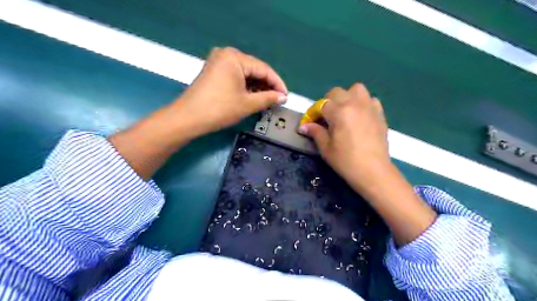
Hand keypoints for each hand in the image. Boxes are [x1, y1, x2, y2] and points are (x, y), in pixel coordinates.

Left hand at [174, 47, 286, 135]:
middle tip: (278, 100)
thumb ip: (268, 98)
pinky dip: (246, 87)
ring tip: (268, 100)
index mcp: (235, 57)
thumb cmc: (219, 109)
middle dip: (267, 85)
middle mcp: (226, 54)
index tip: (286, 97)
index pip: (264, 69)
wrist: (188, 119)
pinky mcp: (214, 71)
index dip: (277, 84)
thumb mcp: (247, 104)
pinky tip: (254, 96)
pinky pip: (235, 76)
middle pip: (254, 70)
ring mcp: (218, 62)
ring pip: (245, 74)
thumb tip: (283, 97)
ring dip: (257, 87)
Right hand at [298, 83, 391, 191]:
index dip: (313, 113)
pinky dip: (363, 103)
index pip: (321, 105)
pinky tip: (360, 116)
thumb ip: (315, 132)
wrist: (373, 171)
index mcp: (339, 112)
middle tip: (326, 117)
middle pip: (337, 92)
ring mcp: (369, 107)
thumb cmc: (346, 161)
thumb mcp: (326, 148)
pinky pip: (370, 99)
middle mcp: (354, 104)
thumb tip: (303, 126)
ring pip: (356, 89)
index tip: (310, 123)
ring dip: (347, 97)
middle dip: (328, 102)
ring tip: (345, 111)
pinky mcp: (380, 113)